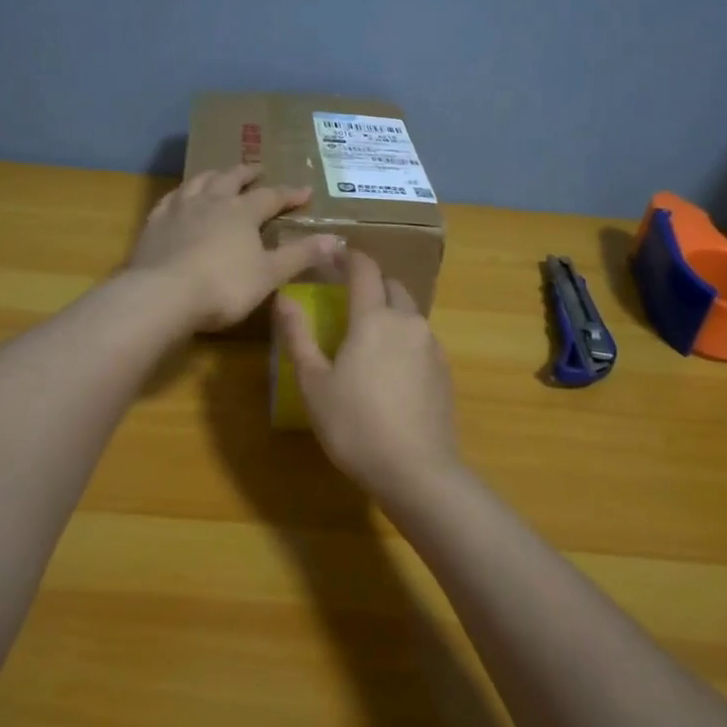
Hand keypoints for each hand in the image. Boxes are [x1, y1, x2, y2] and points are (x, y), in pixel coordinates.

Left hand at [130, 166, 339, 331]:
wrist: (162, 294)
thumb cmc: (223, 286)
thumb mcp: (269, 275)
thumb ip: (300, 255)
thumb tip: (335, 238)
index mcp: (242, 212)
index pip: (271, 197)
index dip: (290, 194)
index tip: (305, 191)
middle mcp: (211, 201)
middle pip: (231, 178)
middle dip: (247, 173)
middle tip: (257, 169)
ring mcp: (179, 209)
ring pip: (199, 181)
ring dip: (213, 175)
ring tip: (219, 174)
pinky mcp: (154, 223)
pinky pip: (170, 199)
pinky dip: (180, 194)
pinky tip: (179, 198)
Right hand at [274, 248, 458, 492]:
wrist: (417, 471)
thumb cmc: (355, 425)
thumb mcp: (314, 383)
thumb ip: (298, 336)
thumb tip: (283, 298)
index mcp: (373, 318)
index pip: (364, 270)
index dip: (348, 257)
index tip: (332, 255)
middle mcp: (407, 322)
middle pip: (392, 286)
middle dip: (371, 282)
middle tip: (347, 296)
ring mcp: (431, 346)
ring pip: (409, 313)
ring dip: (389, 311)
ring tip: (368, 335)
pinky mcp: (444, 371)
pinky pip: (420, 340)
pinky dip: (403, 338)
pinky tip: (390, 368)